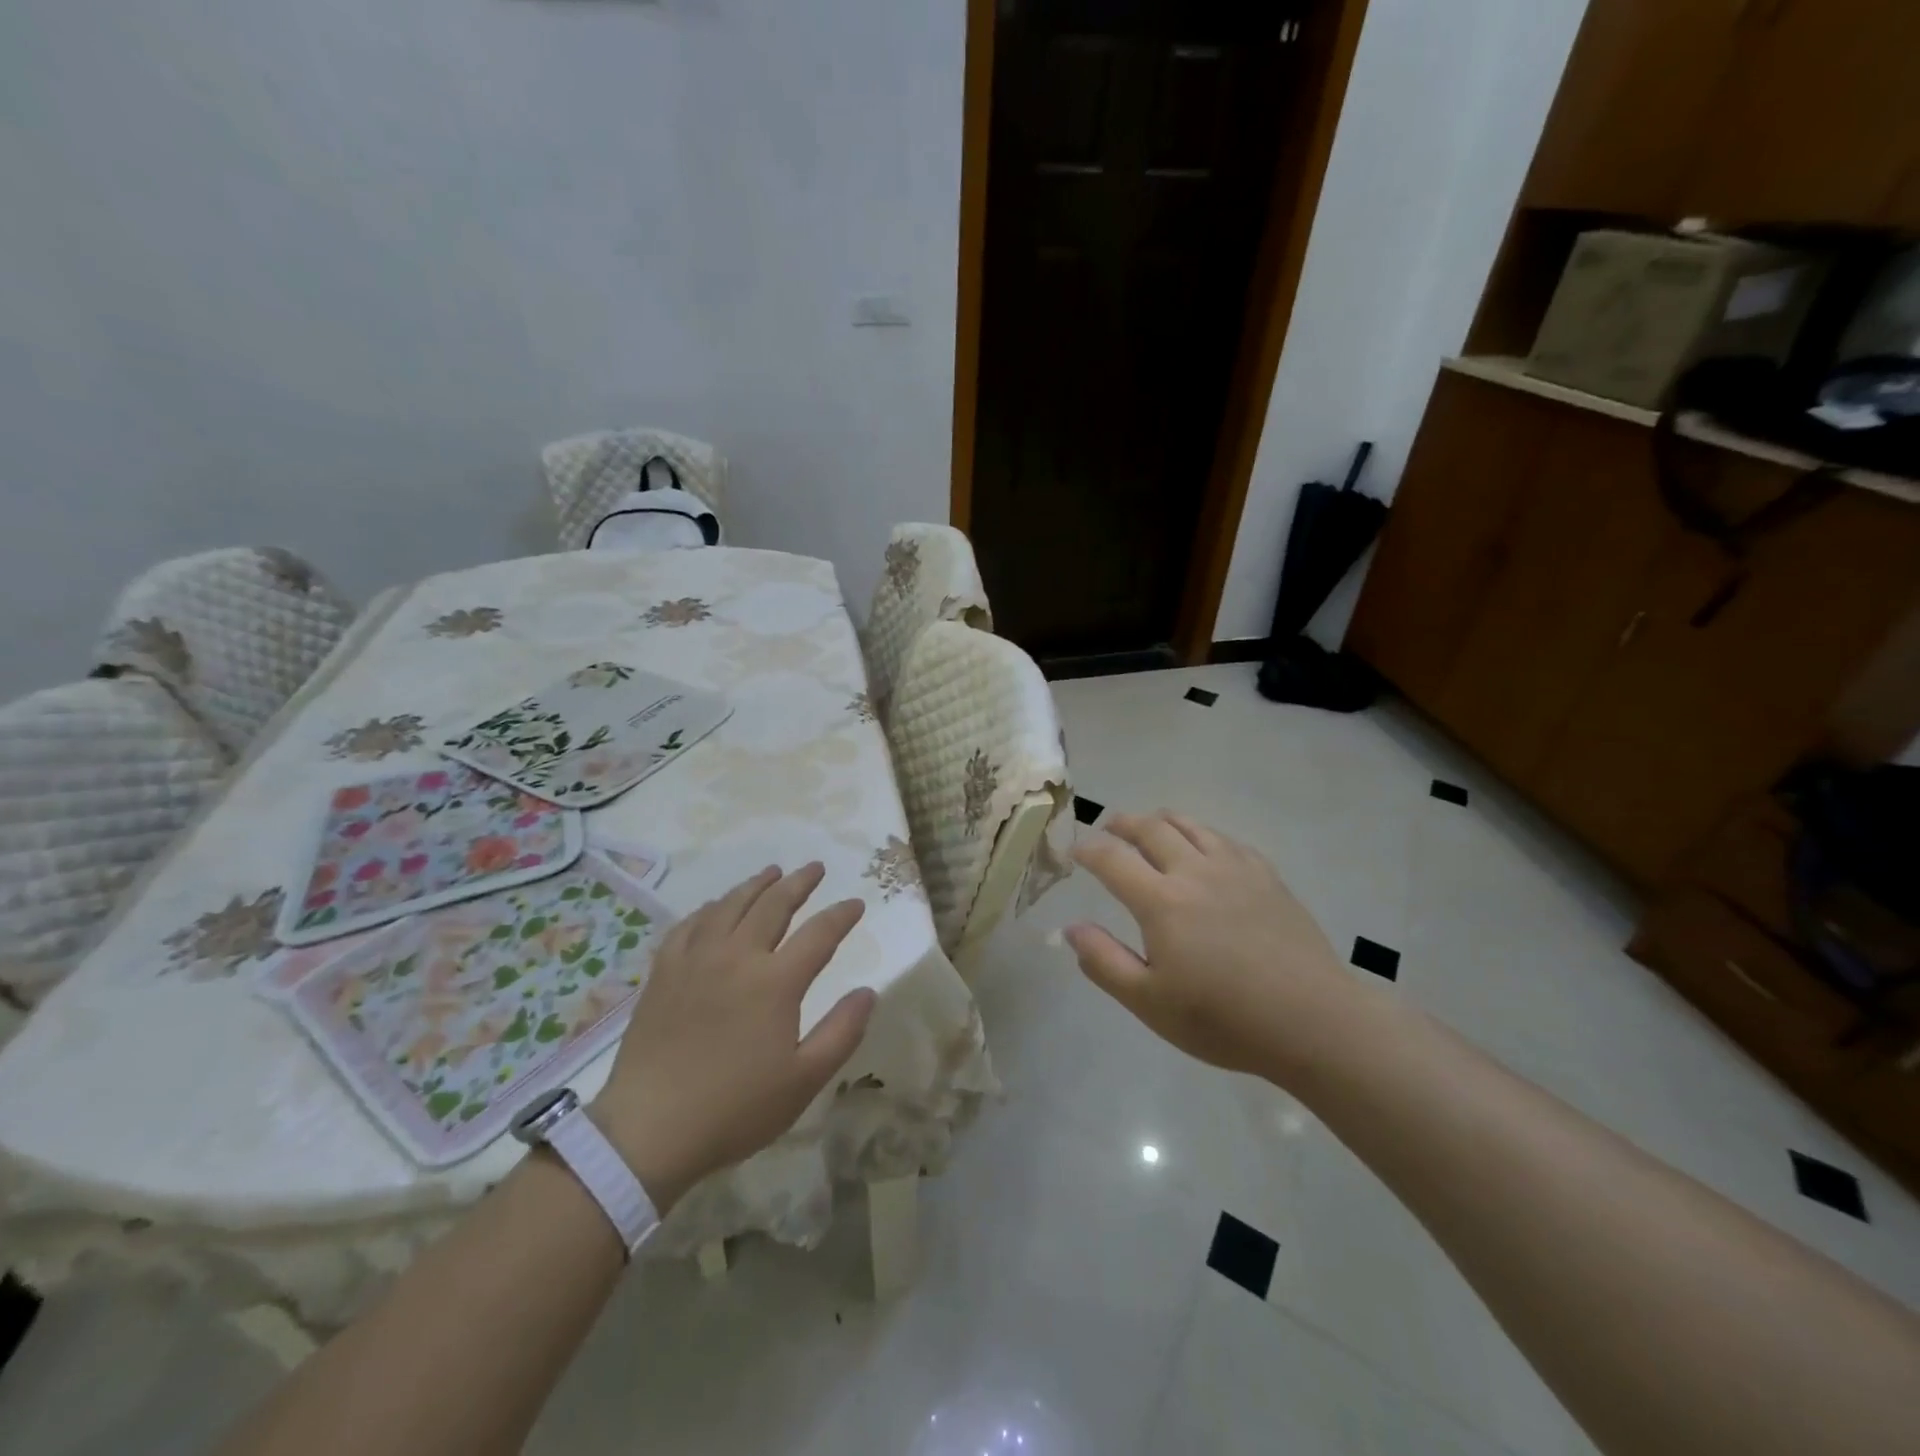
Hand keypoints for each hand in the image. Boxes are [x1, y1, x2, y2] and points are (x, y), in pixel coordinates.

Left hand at [593, 864, 874, 1211]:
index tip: (856, 903)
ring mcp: (696, 960)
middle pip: (774, 905)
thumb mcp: (804, 1081)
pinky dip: (710, 908)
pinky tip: (715, 907)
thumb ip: (842, 1032)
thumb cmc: (735, 1109)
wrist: (648, 1130)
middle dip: (799, 883)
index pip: (820, 933)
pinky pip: (690, 924)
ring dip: (756, 885)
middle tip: (816, 868)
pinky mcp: (664, 972)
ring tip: (772, 872)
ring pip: (730, 905)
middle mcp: (737, 956)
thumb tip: (868, 991)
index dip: (841, 915)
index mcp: (776, 982)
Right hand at [1064, 812, 1354, 1079]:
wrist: (1313, 1021)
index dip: (1089, 851)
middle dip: (1123, 823)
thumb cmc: (1224, 1019)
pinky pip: (1226, 839)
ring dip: (1162, 819)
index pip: (1113, 859)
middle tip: (1109, 826)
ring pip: (1191, 825)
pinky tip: (1205, 847)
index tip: (1077, 851)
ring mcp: (1236, 869)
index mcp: (1161, 901)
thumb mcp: (1150, 1002)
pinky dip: (1202, 834)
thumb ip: (1104, 962)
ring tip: (1150, 824)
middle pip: (1152, 829)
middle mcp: (1195, 871)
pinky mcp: (1267, 877)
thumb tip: (1071, 928)